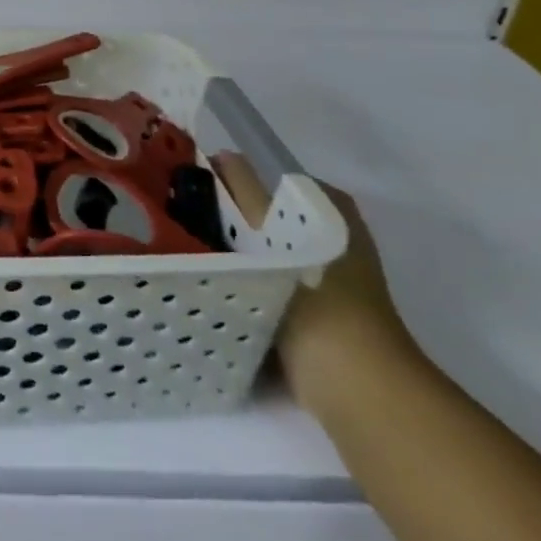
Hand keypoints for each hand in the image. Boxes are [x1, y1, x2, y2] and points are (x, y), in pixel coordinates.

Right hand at [209, 151, 419, 416]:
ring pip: (266, 253)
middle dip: (230, 221)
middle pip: (267, 217)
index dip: (231, 184)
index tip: (193, 196)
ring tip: (193, 255)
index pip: (270, 180)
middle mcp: (333, 238)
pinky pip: (269, 286)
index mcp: (330, 209)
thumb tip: (223, 155)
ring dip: (236, 256)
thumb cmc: (313, 298)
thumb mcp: (269, 233)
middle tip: (186, 224)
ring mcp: (326, 278)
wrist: (354, 386)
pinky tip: (216, 290)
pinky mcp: (315, 314)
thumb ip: (244, 190)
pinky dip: (248, 286)